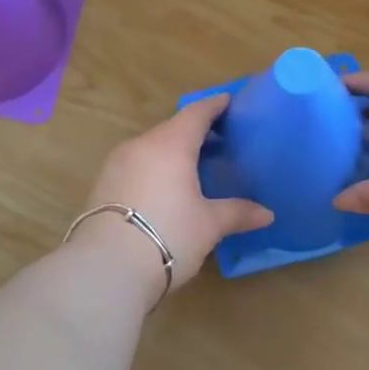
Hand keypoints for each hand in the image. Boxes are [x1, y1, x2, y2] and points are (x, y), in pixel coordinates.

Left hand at [71, 94, 273, 294]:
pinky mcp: (101, 185)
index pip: (196, 114)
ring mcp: (116, 164)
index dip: (214, 106)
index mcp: (170, 144)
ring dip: (171, 152)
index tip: (228, 101)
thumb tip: (267, 214)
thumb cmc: (167, 235)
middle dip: (194, 132)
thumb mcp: (208, 225)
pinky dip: (153, 169)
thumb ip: (237, 213)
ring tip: (192, 167)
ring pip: (150, 148)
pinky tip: (164, 189)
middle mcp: (140, 145)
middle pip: (171, 129)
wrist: (105, 268)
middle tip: (218, 141)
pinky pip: (135, 166)